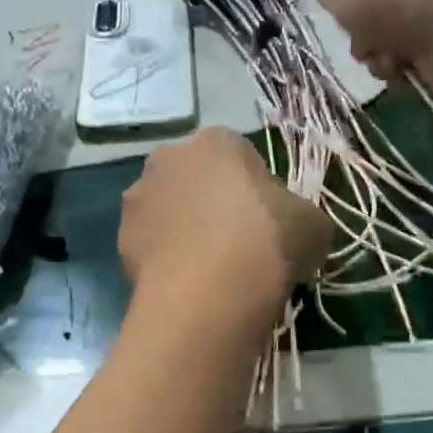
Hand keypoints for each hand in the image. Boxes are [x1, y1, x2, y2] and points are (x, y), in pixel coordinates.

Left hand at [119, 128, 330, 331]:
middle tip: (235, 244)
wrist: (210, 291)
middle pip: (194, 180)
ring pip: (167, 212)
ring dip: (182, 230)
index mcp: (216, 141)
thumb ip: (301, 216)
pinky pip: (150, 246)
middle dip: (209, 204)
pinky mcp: (120, 240)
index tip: (265, 223)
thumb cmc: (268, 241)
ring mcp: (138, 199)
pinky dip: (164, 260)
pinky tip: (185, 286)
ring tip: (207, 270)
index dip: (254, 190)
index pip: (238, 157)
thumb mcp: (313, 225)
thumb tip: (293, 229)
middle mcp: (168, 158)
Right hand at [316, 0, 432, 96]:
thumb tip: (342, 0)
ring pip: (376, 35)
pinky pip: (399, 56)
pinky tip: (402, 62)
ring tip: (384, 51)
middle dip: (355, 27)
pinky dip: (395, 65)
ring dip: (372, 50)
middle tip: (360, 32)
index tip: (337, 1)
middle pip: (360, 4)